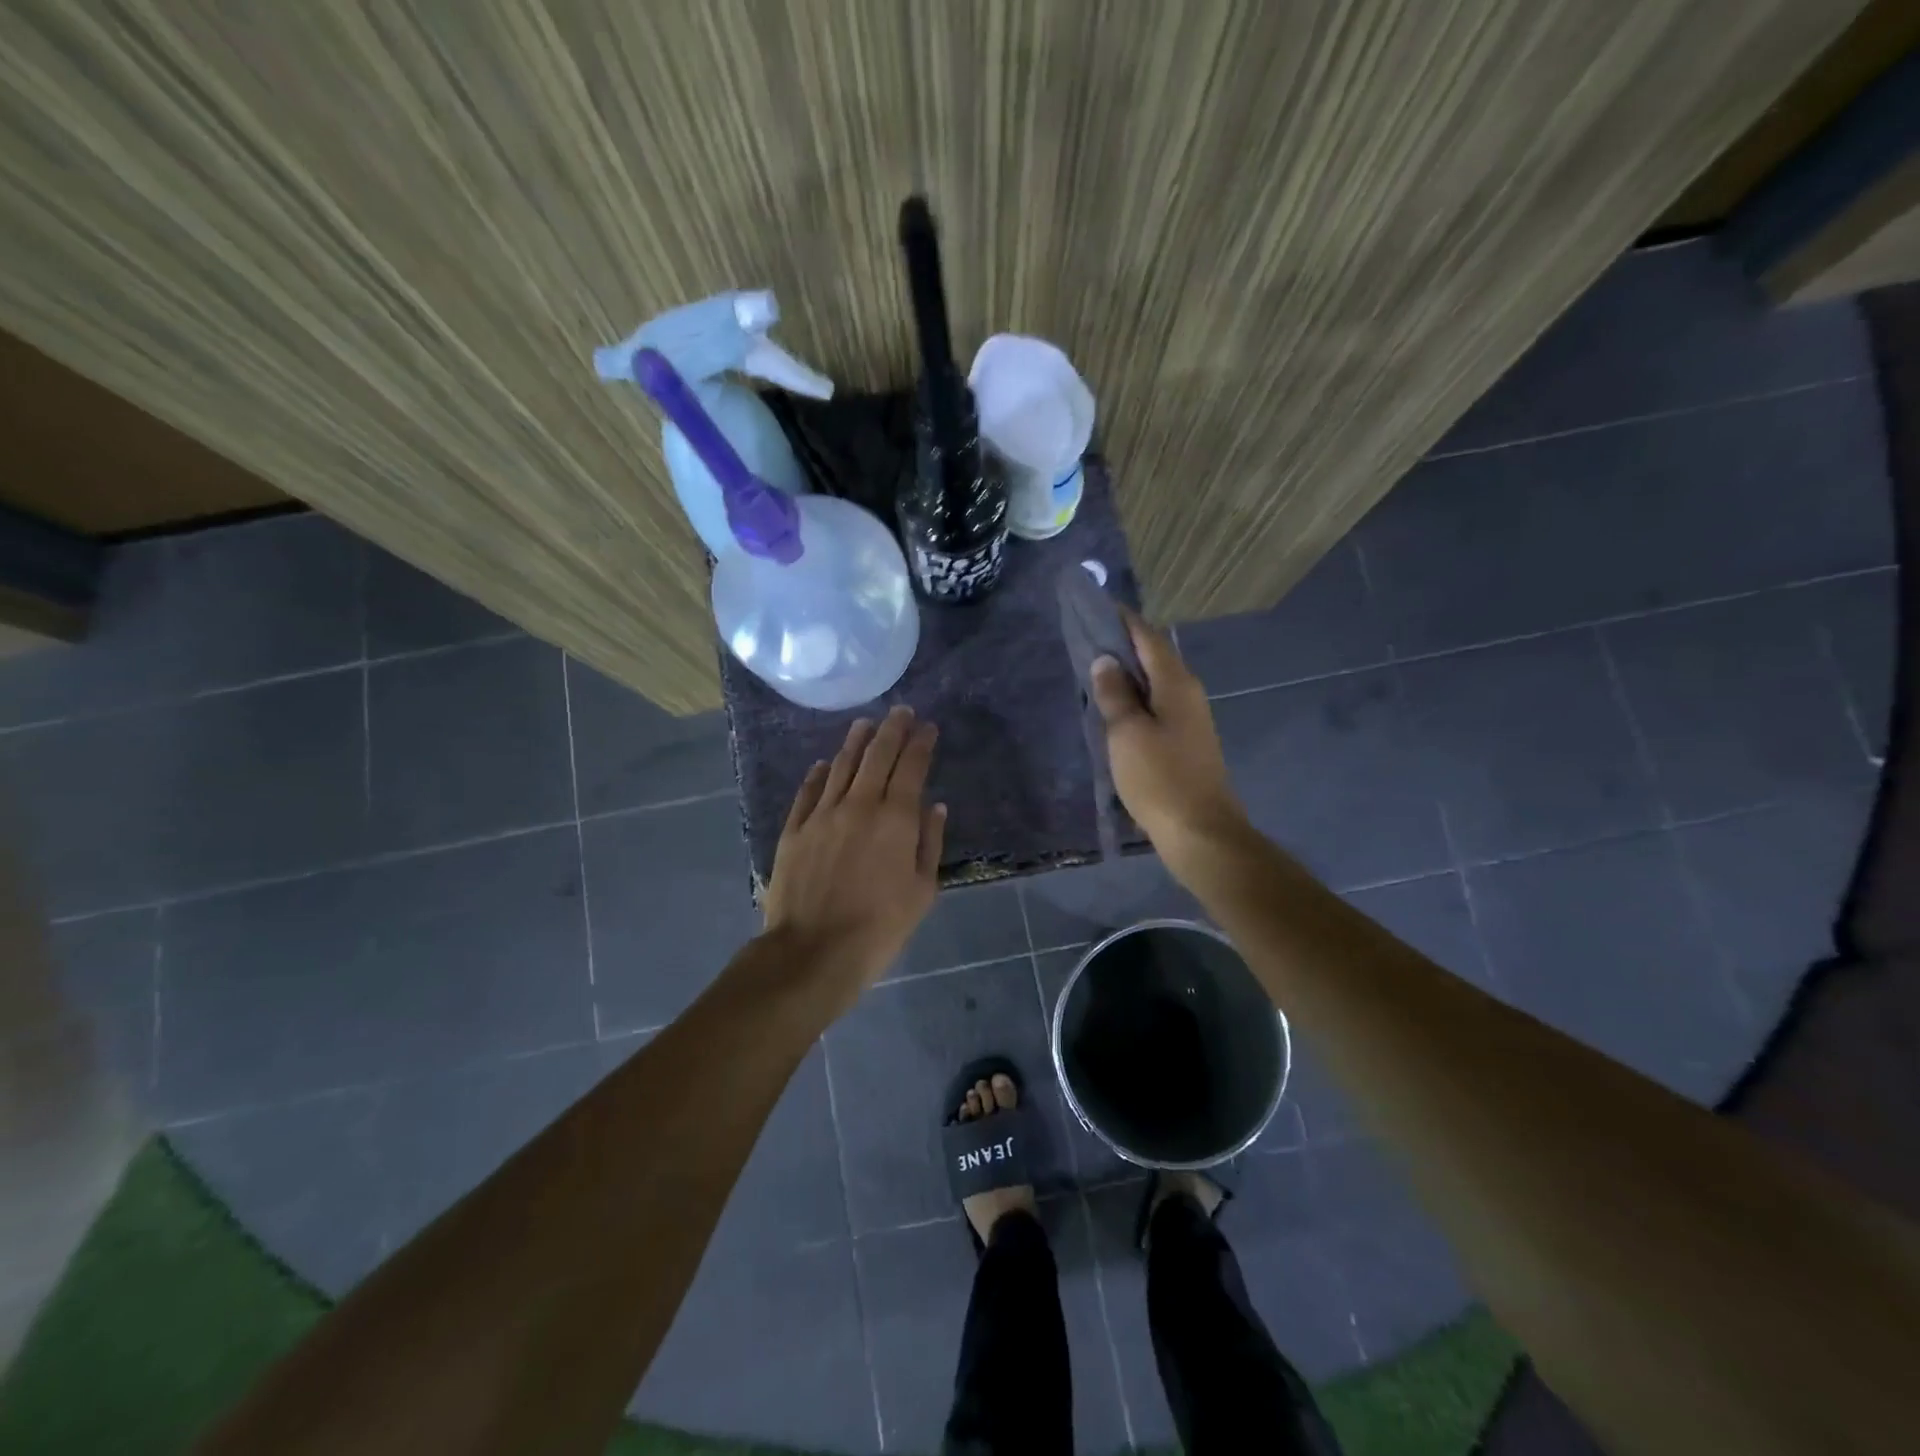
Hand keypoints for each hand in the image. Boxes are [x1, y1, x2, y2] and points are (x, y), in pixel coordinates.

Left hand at [762, 707, 946, 1005]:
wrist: (814, 951)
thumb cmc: (879, 927)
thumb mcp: (922, 891)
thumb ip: (930, 843)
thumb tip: (936, 807)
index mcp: (895, 819)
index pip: (911, 767)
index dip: (921, 743)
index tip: (927, 726)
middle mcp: (859, 805)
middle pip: (877, 756)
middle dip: (892, 730)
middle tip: (901, 711)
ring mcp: (822, 814)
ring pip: (841, 766)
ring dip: (856, 742)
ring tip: (865, 724)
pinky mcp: (794, 830)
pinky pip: (808, 792)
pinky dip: (818, 774)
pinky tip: (823, 764)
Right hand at [1089, 608, 1248, 860]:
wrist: (1200, 831)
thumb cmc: (1160, 778)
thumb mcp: (1126, 733)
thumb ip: (1114, 694)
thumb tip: (1105, 660)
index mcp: (1176, 683)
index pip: (1148, 637)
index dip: (1123, 620)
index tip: (1096, 607)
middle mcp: (1188, 693)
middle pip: (1154, 657)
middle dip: (1123, 644)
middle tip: (1087, 637)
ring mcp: (1190, 718)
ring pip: (1155, 683)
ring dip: (1128, 673)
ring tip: (1094, 669)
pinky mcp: (1186, 741)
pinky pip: (1157, 706)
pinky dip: (1135, 698)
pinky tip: (1115, 708)